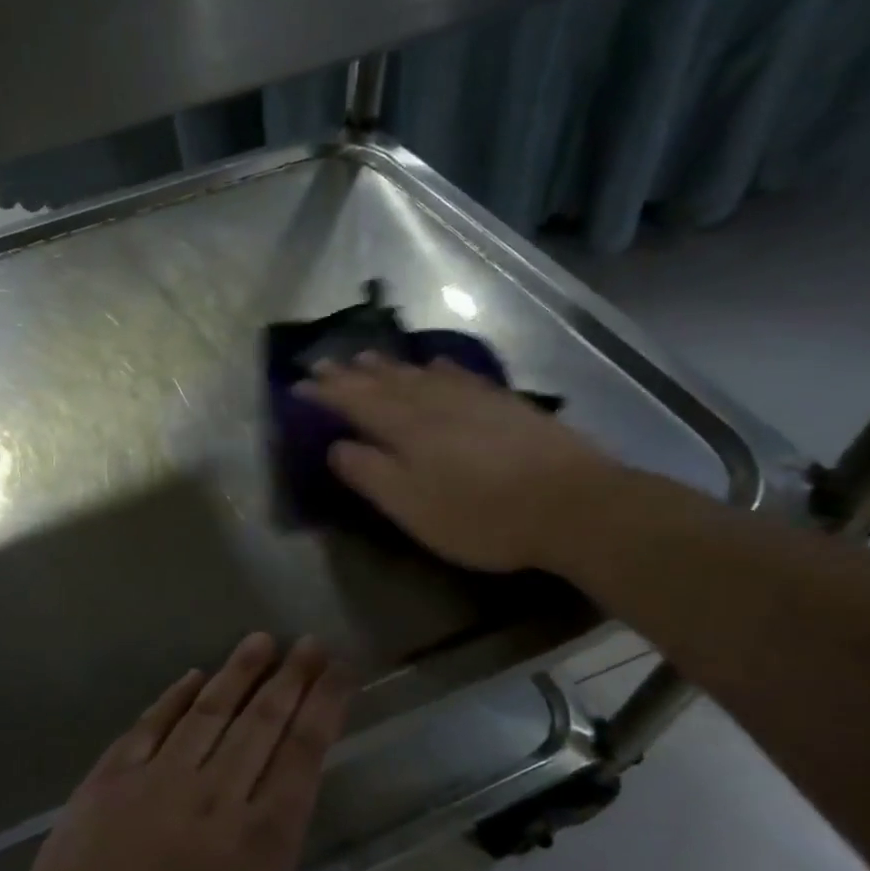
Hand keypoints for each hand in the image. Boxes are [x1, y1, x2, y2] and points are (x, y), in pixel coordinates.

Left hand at [0, 634, 358, 870]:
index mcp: (263, 840)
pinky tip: (190, 679)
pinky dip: (172, 699)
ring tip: (259, 641)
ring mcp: (155, 784)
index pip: (304, 752)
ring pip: (207, 712)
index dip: (326, 705)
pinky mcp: (105, 786)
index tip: (339, 669)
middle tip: (309, 642)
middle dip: (291, 677)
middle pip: (262, 721)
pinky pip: (147, 728)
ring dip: (238, 673)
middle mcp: (214, 796)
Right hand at [294, 353, 616, 571]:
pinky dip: (440, 368)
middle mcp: (433, 403)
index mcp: (405, 428)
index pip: (354, 402)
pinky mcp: (505, 405)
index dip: (324, 393)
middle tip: (324, 361)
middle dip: (350, 373)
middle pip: (384, 382)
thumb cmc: (479, 514)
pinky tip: (437, 364)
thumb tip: (336, 446)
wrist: (571, 504)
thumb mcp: (411, 506)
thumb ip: (369, 473)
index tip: (297, 384)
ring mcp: (472, 399)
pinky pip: (461, 376)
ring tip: (367, 356)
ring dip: (389, 366)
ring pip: (420, 375)